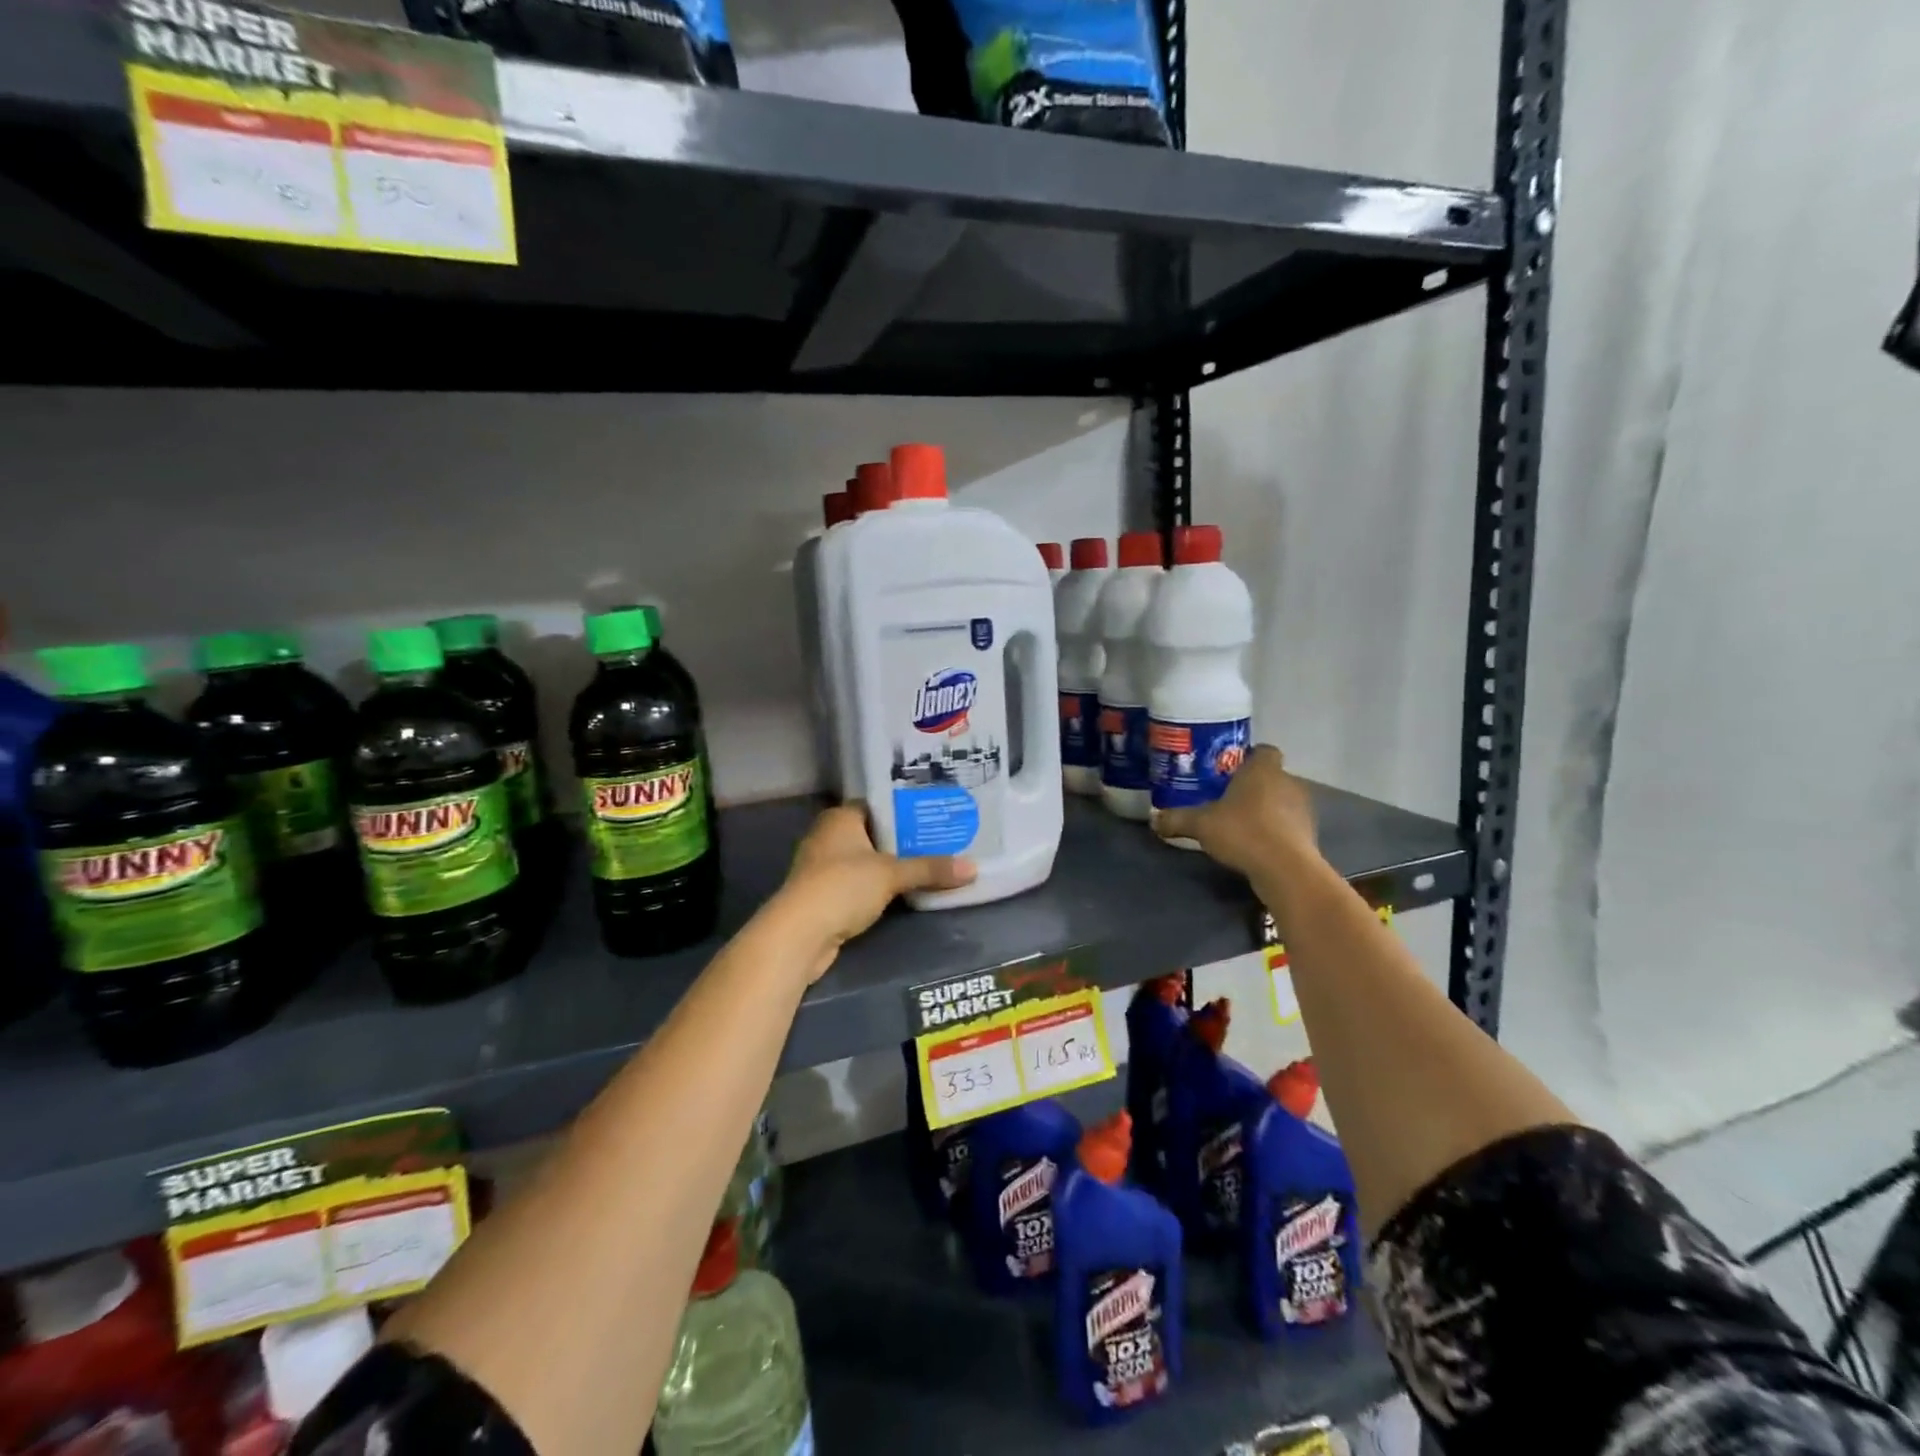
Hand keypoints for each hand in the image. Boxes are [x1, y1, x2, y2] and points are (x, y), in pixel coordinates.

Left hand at [773, 805, 975, 980]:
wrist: (800, 934)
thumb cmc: (843, 886)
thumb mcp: (892, 875)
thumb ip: (930, 869)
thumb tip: (973, 868)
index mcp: (840, 818)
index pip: (876, 804)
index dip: (902, 809)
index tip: (931, 814)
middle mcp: (827, 836)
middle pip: (872, 833)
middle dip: (901, 840)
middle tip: (939, 840)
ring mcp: (821, 868)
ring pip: (864, 861)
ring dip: (888, 867)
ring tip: (927, 865)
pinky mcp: (822, 896)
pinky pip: (857, 885)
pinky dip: (876, 888)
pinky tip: (901, 893)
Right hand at [1152, 744, 1318, 877]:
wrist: (1286, 870)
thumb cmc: (1243, 832)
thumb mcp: (1201, 824)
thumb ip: (1177, 819)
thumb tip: (1153, 820)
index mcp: (1263, 770)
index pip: (1263, 750)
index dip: (1248, 757)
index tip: (1229, 771)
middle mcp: (1288, 782)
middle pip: (1271, 777)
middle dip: (1253, 787)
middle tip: (1228, 800)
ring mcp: (1303, 809)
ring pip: (1282, 801)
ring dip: (1267, 810)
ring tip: (1242, 825)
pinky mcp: (1310, 835)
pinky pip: (1289, 825)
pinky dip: (1276, 832)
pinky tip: (1257, 846)